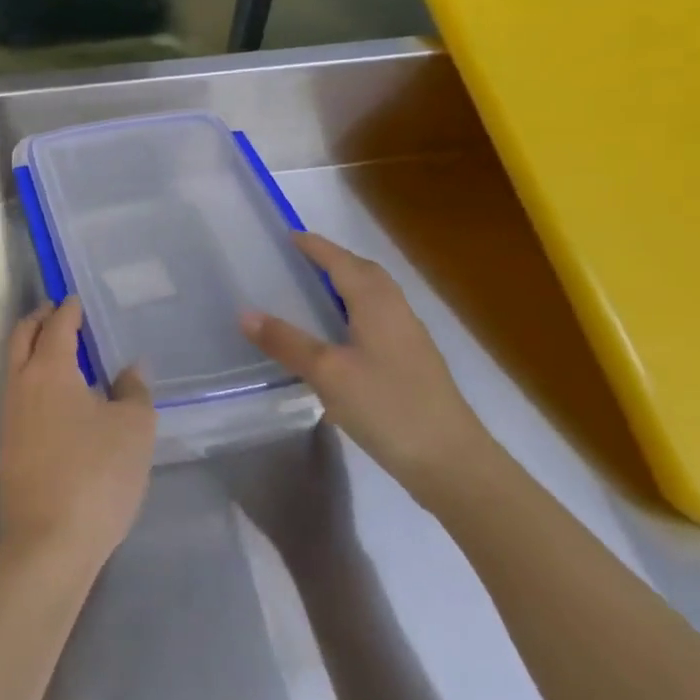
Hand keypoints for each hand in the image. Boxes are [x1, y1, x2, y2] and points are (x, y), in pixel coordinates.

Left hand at [0, 298, 155, 571]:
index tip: (75, 299)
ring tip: (59, 352)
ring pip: (15, 365)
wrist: (47, 542)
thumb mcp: (134, 430)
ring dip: (32, 349)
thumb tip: (129, 368)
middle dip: (39, 319)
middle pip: (22, 337)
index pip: (58, 326)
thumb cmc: (96, 476)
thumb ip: (134, 391)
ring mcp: (9, 416)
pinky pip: (17, 394)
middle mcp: (21, 384)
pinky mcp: (7, 445)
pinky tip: (55, 398)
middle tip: (57, 312)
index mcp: (50, 370)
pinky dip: (32, 379)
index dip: (68, 309)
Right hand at [241, 231, 498, 506]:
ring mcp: (410, 339)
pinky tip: (342, 335)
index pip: (342, 263)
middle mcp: (397, 312)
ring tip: (318, 290)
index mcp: (376, 304)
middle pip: (366, 273)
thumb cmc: (387, 407)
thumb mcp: (327, 373)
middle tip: (303, 258)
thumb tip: (245, 313)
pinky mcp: (415, 364)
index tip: (291, 235)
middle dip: (336, 260)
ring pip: (377, 296)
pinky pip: (380, 319)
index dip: (316, 247)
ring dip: (349, 284)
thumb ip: (287, 342)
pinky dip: (357, 310)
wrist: (453, 464)